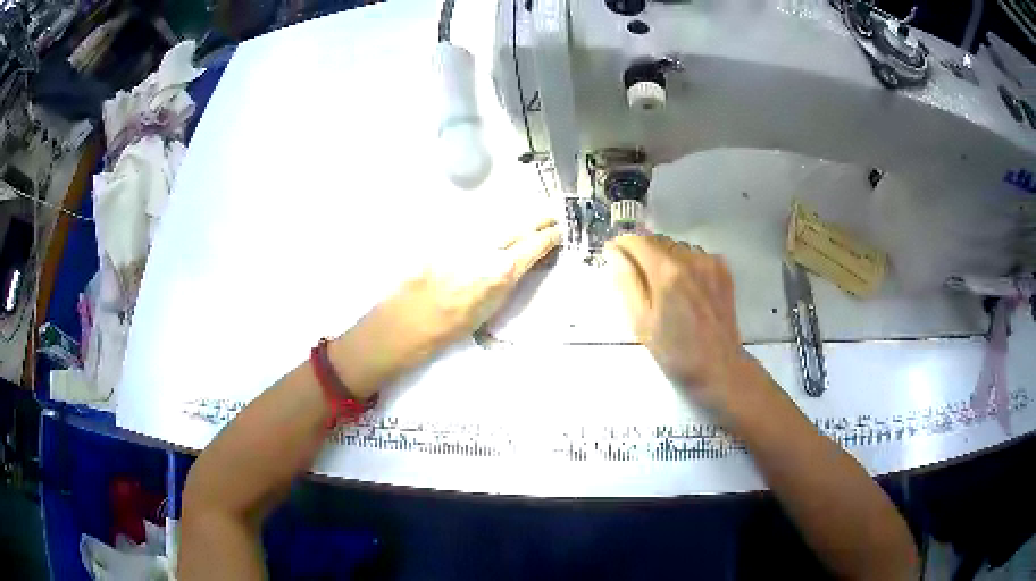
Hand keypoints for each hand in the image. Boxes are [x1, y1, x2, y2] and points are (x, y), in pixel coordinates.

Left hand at [331, 218, 561, 396]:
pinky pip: (474, 228)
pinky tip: (490, 232)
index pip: (534, 244)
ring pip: (497, 223)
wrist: (407, 321)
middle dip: (537, 219)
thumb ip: (508, 280)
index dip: (549, 236)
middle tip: (550, 217)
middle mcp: (485, 250)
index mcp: (500, 272)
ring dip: (514, 222)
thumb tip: (523, 263)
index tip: (558, 231)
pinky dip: (487, 229)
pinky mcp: (446, 237)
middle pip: (518, 225)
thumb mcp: (490, 309)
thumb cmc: (450, 326)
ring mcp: (465, 240)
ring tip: (526, 222)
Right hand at [606, 234, 757, 410]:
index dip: (622, 245)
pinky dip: (685, 263)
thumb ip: (627, 282)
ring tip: (662, 283)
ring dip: (664, 257)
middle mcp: (690, 259)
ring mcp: (709, 263)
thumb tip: (614, 252)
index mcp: (666, 273)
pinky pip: (695, 255)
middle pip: (658, 241)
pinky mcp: (723, 270)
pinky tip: (685, 286)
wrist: (719, 367)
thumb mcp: (641, 322)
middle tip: (636, 275)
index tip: (612, 253)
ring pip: (677, 247)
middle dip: (643, 252)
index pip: (637, 242)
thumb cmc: (675, 352)